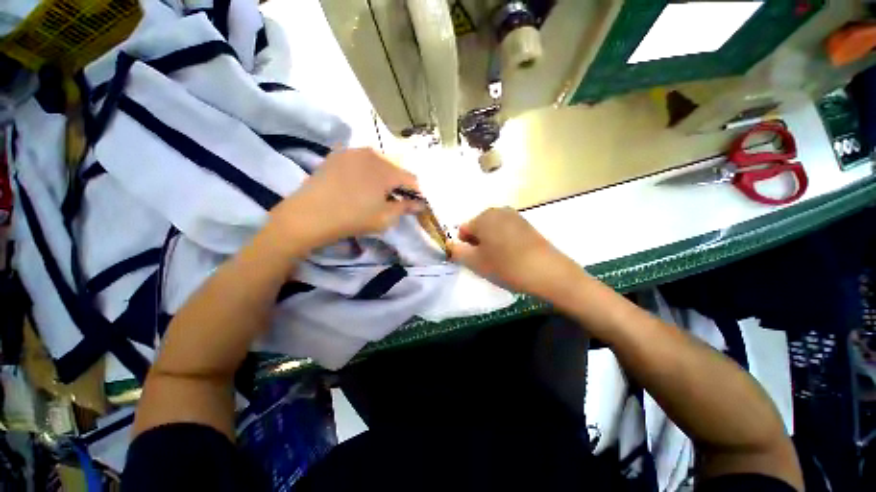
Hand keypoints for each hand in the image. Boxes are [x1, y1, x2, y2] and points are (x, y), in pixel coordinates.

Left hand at [269, 148, 421, 250]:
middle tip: (394, 200)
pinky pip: (360, 161)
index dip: (416, 192)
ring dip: (382, 177)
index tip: (415, 203)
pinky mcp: (337, 155)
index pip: (411, 179)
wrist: (309, 215)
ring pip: (377, 163)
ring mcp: (352, 152)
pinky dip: (365, 171)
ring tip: (375, 193)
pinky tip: (358, 184)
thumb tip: (421, 204)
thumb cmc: (353, 218)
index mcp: (387, 170)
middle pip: (395, 169)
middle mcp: (372, 154)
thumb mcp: (385, 217)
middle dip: (398, 184)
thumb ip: (406, 207)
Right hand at [449, 207, 583, 299]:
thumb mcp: (475, 262)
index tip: (475, 260)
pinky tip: (513, 255)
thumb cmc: (506, 266)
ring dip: (491, 243)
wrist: (548, 271)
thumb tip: (450, 245)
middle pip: (478, 227)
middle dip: (478, 243)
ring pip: (492, 230)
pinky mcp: (526, 224)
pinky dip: (504, 241)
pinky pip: (506, 231)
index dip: (465, 247)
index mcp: (482, 217)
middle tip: (488, 261)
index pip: (463, 230)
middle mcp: (497, 211)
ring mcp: (514, 216)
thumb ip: (457, 252)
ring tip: (501, 259)